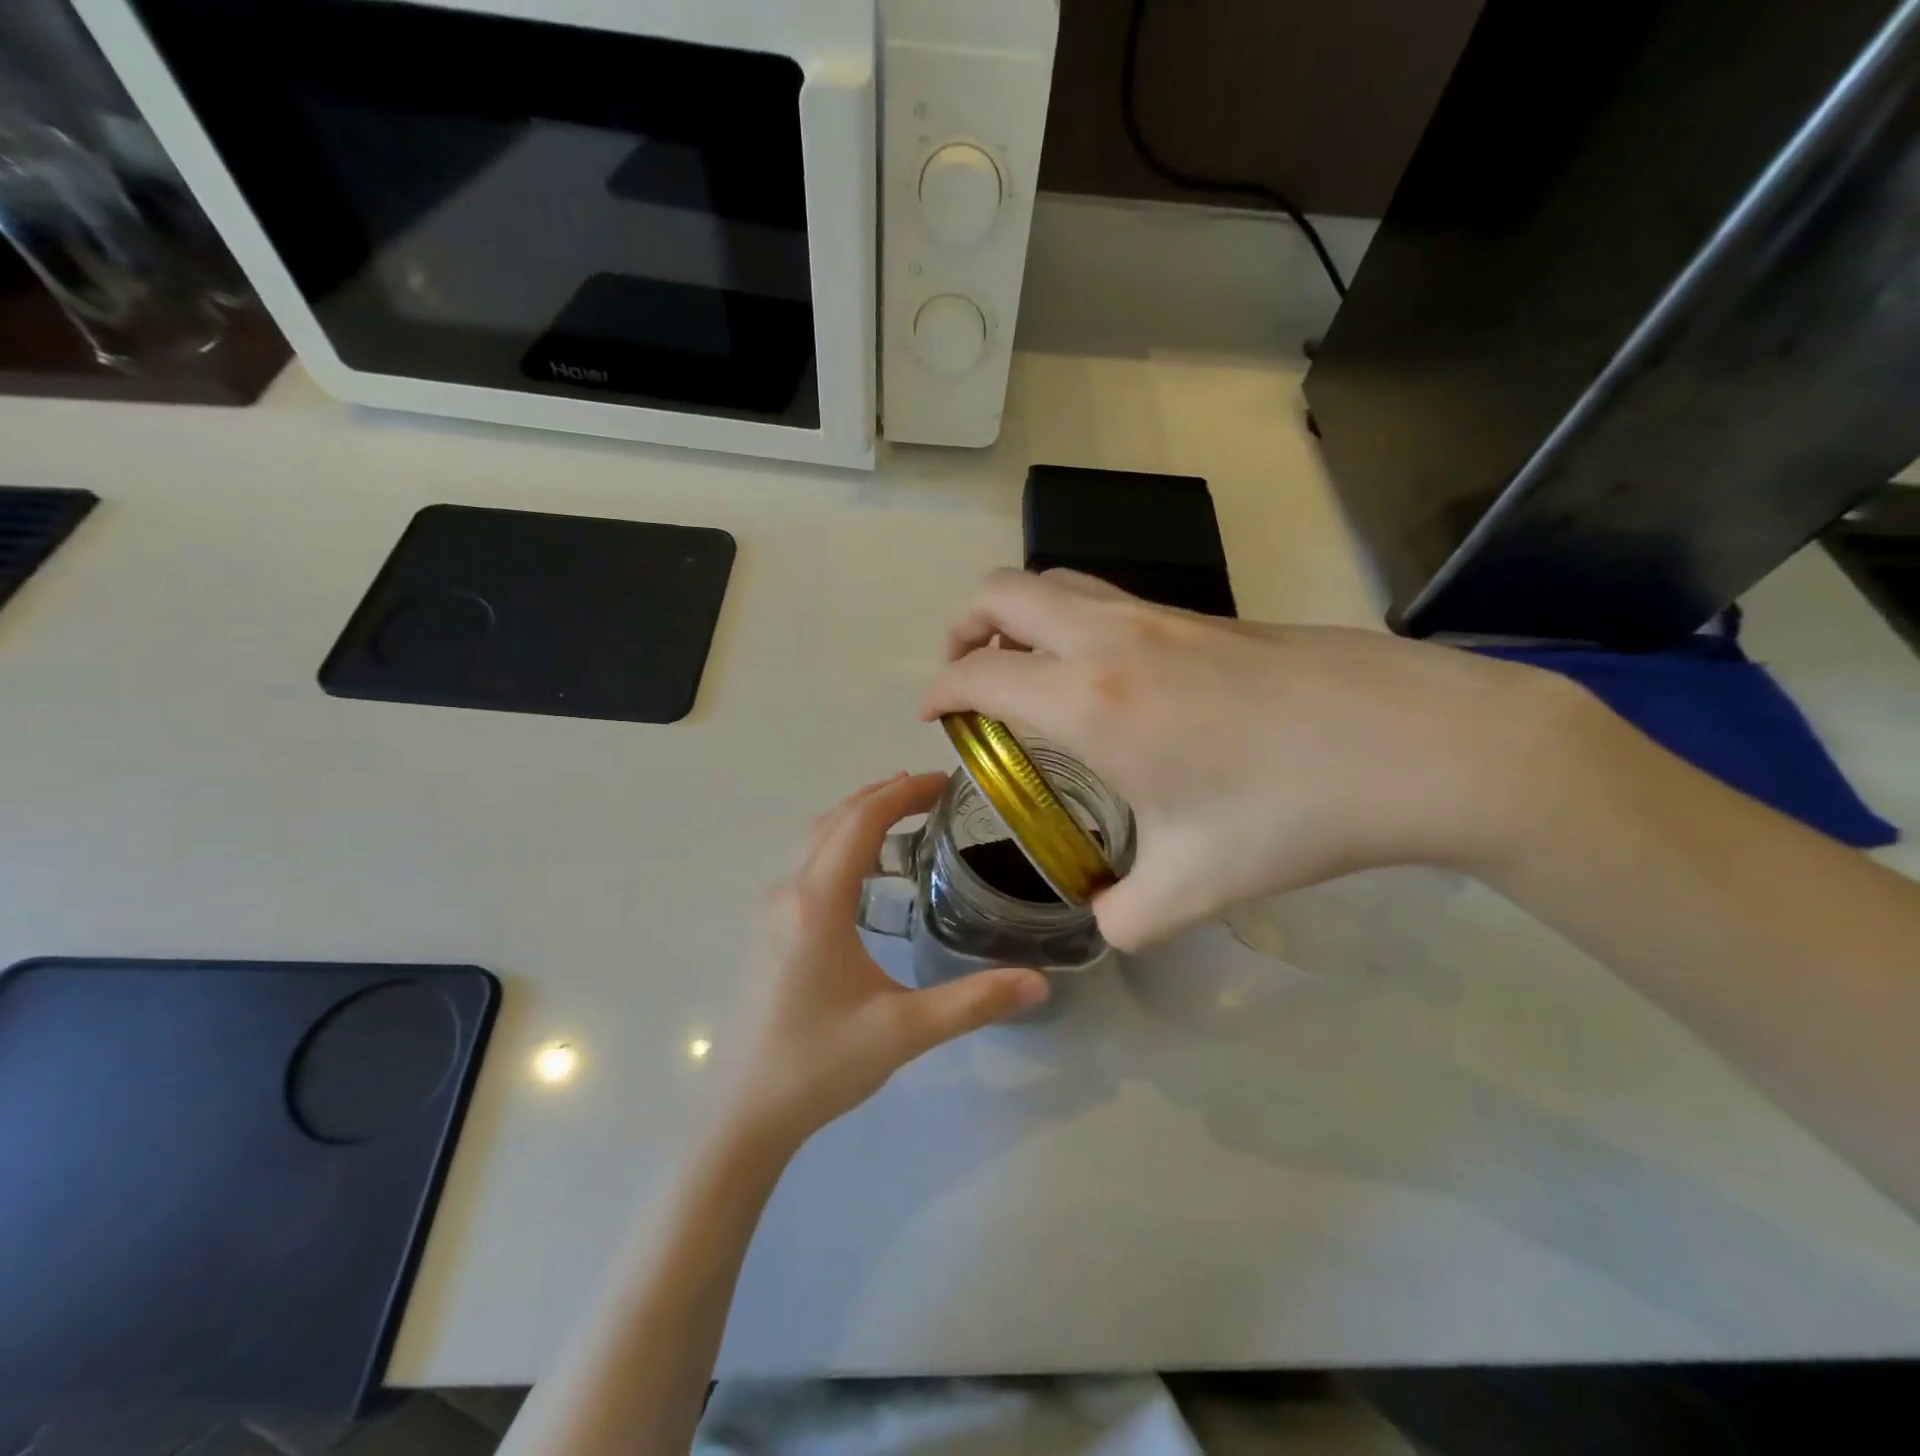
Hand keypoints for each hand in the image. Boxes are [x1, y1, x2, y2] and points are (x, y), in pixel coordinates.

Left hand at [723, 773, 1048, 1148]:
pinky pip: (806, 863)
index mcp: (817, 903)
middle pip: (835, 820)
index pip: (861, 822)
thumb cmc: (819, 1064)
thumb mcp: (903, 1032)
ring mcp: (771, 910)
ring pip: (815, 839)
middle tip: (931, 792)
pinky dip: (839, 843)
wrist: (743, 1112)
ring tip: (903, 815)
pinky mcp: (767, 929)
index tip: (943, 783)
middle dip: (882, 796)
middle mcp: (788, 892)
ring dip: (857, 817)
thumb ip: (973, 1003)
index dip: (902, 794)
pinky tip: (866, 871)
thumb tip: (1039, 982)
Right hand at [923, 569, 1593, 950]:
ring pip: (1057, 582)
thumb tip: (1105, 922)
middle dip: (965, 628)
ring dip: (1019, 614)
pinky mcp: (1201, 615)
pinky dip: (1072, 619)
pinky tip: (1103, 676)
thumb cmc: (1293, 812)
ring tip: (1024, 666)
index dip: (939, 692)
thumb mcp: (1196, 884)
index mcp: (1090, 701)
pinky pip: (1106, 597)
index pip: (979, 673)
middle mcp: (1110, 640)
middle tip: (968, 677)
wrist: (1417, 743)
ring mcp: (1159, 616)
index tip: (932, 718)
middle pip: (1003, 592)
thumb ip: (1128, 915)